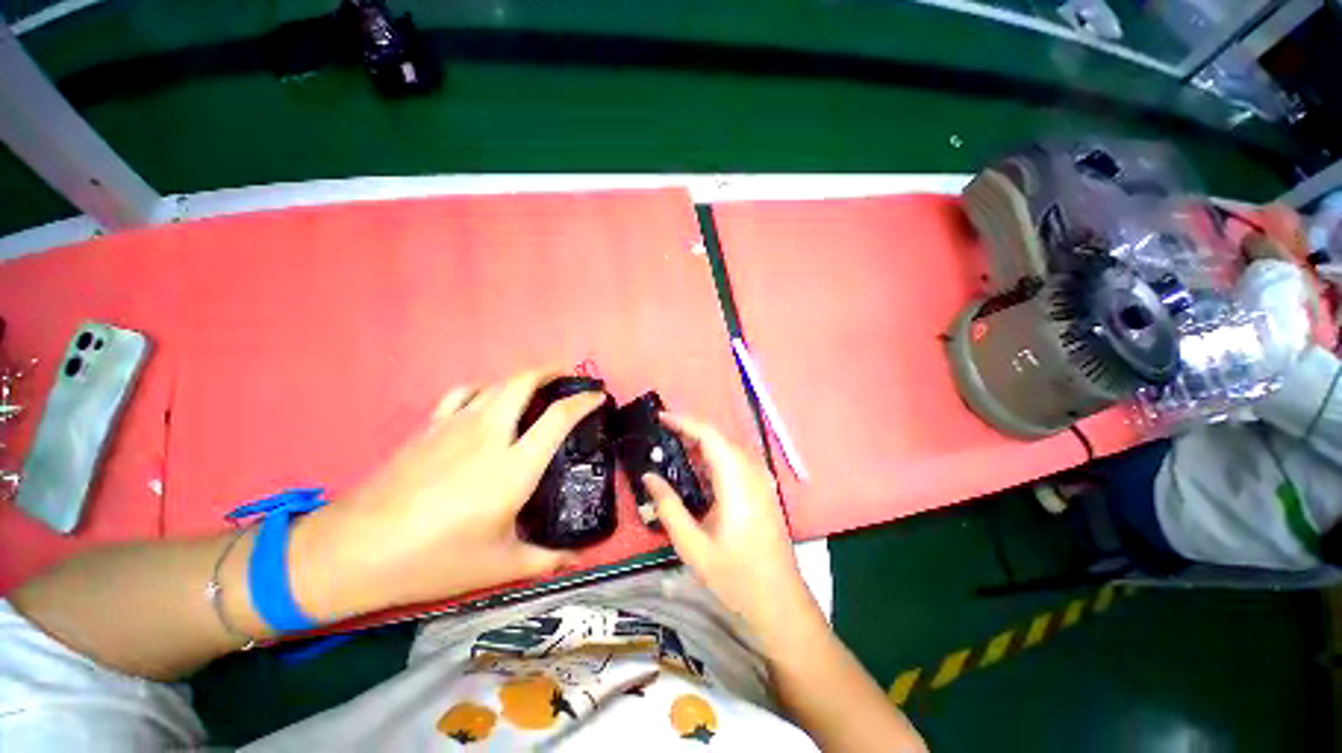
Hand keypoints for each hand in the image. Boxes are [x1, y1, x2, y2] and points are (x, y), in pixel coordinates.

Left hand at [291, 370, 603, 618]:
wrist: (354, 551)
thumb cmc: (434, 560)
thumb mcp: (498, 567)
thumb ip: (545, 559)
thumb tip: (577, 560)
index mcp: (514, 467)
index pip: (559, 417)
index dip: (584, 402)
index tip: (598, 397)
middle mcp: (489, 435)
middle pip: (524, 381)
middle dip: (552, 370)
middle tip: (570, 376)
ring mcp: (455, 426)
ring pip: (495, 383)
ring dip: (521, 378)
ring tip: (536, 387)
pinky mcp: (429, 428)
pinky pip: (464, 394)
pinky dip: (484, 390)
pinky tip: (487, 403)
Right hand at [643, 415, 816, 642]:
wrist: (781, 604)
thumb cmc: (737, 578)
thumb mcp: (693, 546)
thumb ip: (669, 507)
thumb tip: (648, 476)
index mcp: (737, 481)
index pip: (709, 436)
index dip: (684, 422)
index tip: (659, 418)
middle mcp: (753, 472)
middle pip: (719, 438)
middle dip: (689, 431)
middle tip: (659, 434)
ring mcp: (761, 480)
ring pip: (728, 448)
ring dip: (701, 443)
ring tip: (672, 447)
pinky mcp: (762, 490)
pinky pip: (735, 462)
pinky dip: (713, 458)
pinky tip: (696, 470)